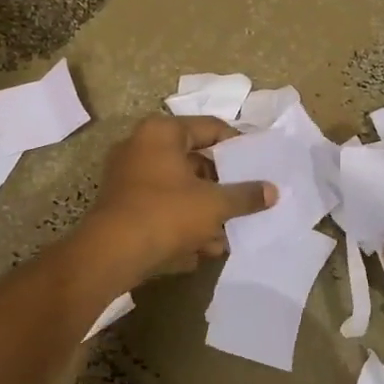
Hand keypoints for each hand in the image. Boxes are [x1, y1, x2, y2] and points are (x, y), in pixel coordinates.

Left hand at [74, 115, 276, 283]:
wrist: (111, 254)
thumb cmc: (166, 214)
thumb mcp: (214, 204)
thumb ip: (246, 195)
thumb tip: (273, 191)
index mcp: (162, 132)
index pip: (210, 128)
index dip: (238, 146)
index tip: (258, 165)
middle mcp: (140, 146)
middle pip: (194, 161)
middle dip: (221, 188)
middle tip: (245, 202)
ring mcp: (127, 177)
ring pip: (178, 189)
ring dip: (204, 212)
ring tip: (226, 235)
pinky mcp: (122, 205)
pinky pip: (161, 207)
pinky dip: (181, 223)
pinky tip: (201, 249)